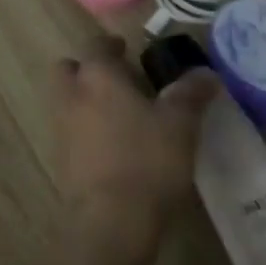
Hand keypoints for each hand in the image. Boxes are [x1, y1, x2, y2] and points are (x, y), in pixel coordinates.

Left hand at [54, 39, 215, 250]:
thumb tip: (206, 72)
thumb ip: (190, 94)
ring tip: (121, 117)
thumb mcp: (180, 124)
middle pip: (71, 69)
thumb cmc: (146, 160)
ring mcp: (60, 125)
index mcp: (97, 75)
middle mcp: (71, 93)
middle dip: (90, 70)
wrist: (109, 219)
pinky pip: (70, 129)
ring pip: (68, 98)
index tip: (126, 49)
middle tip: (120, 83)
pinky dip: (85, 129)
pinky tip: (113, 147)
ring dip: (86, 99)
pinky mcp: (60, 156)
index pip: (96, 45)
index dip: (111, 45)